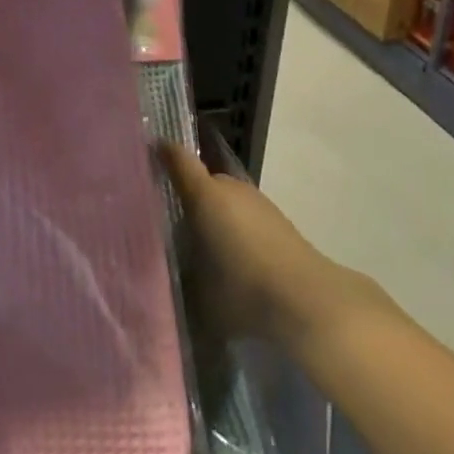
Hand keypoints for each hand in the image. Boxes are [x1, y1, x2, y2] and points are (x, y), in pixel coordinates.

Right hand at [160, 144, 377, 349]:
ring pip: (225, 199)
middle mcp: (230, 187)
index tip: (145, 153)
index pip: (177, 160)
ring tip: (202, 246)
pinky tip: (234, 258)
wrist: (307, 300)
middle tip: (170, 222)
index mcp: (205, 195)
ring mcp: (257, 201)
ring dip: (214, 214)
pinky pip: (244, 214)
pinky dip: (234, 227)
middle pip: (202, 181)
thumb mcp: (197, 288)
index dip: (162, 153)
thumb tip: (167, 267)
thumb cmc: (242, 289)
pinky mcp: (278, 219)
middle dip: (187, 196)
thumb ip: (178, 272)